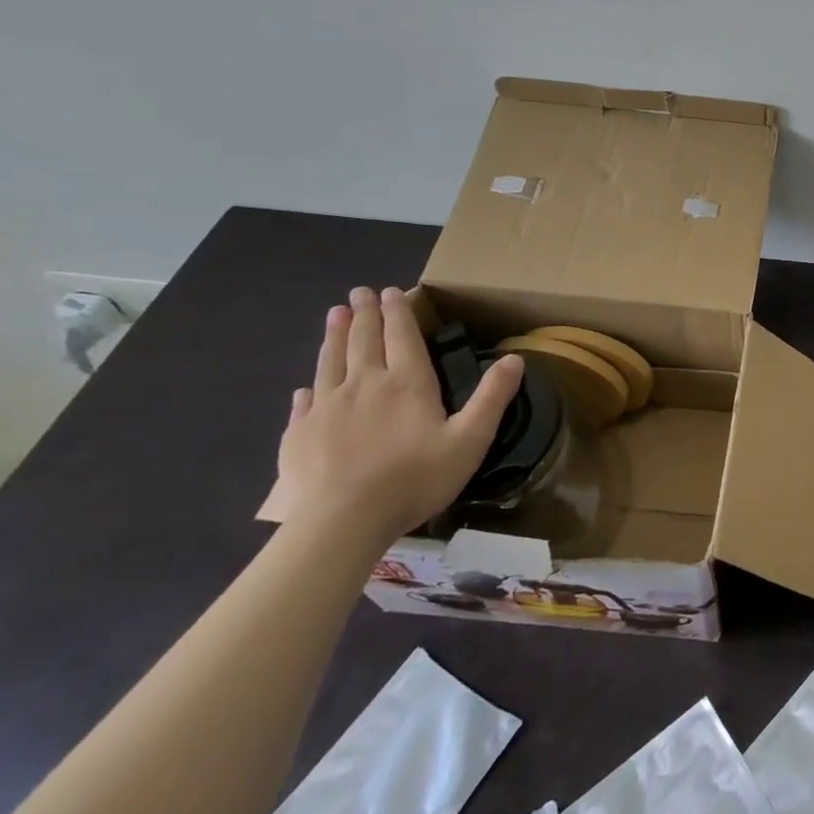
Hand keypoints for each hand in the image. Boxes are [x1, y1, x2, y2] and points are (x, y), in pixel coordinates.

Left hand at [278, 287, 523, 546]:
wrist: (342, 523)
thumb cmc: (414, 479)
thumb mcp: (470, 439)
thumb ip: (492, 397)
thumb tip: (515, 358)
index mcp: (406, 383)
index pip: (402, 336)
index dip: (398, 311)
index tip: (391, 290)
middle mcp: (364, 385)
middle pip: (363, 340)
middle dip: (363, 314)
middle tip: (359, 293)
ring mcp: (326, 409)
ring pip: (330, 362)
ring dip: (334, 336)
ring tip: (334, 315)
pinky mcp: (299, 435)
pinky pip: (303, 403)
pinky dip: (308, 388)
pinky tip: (306, 387)